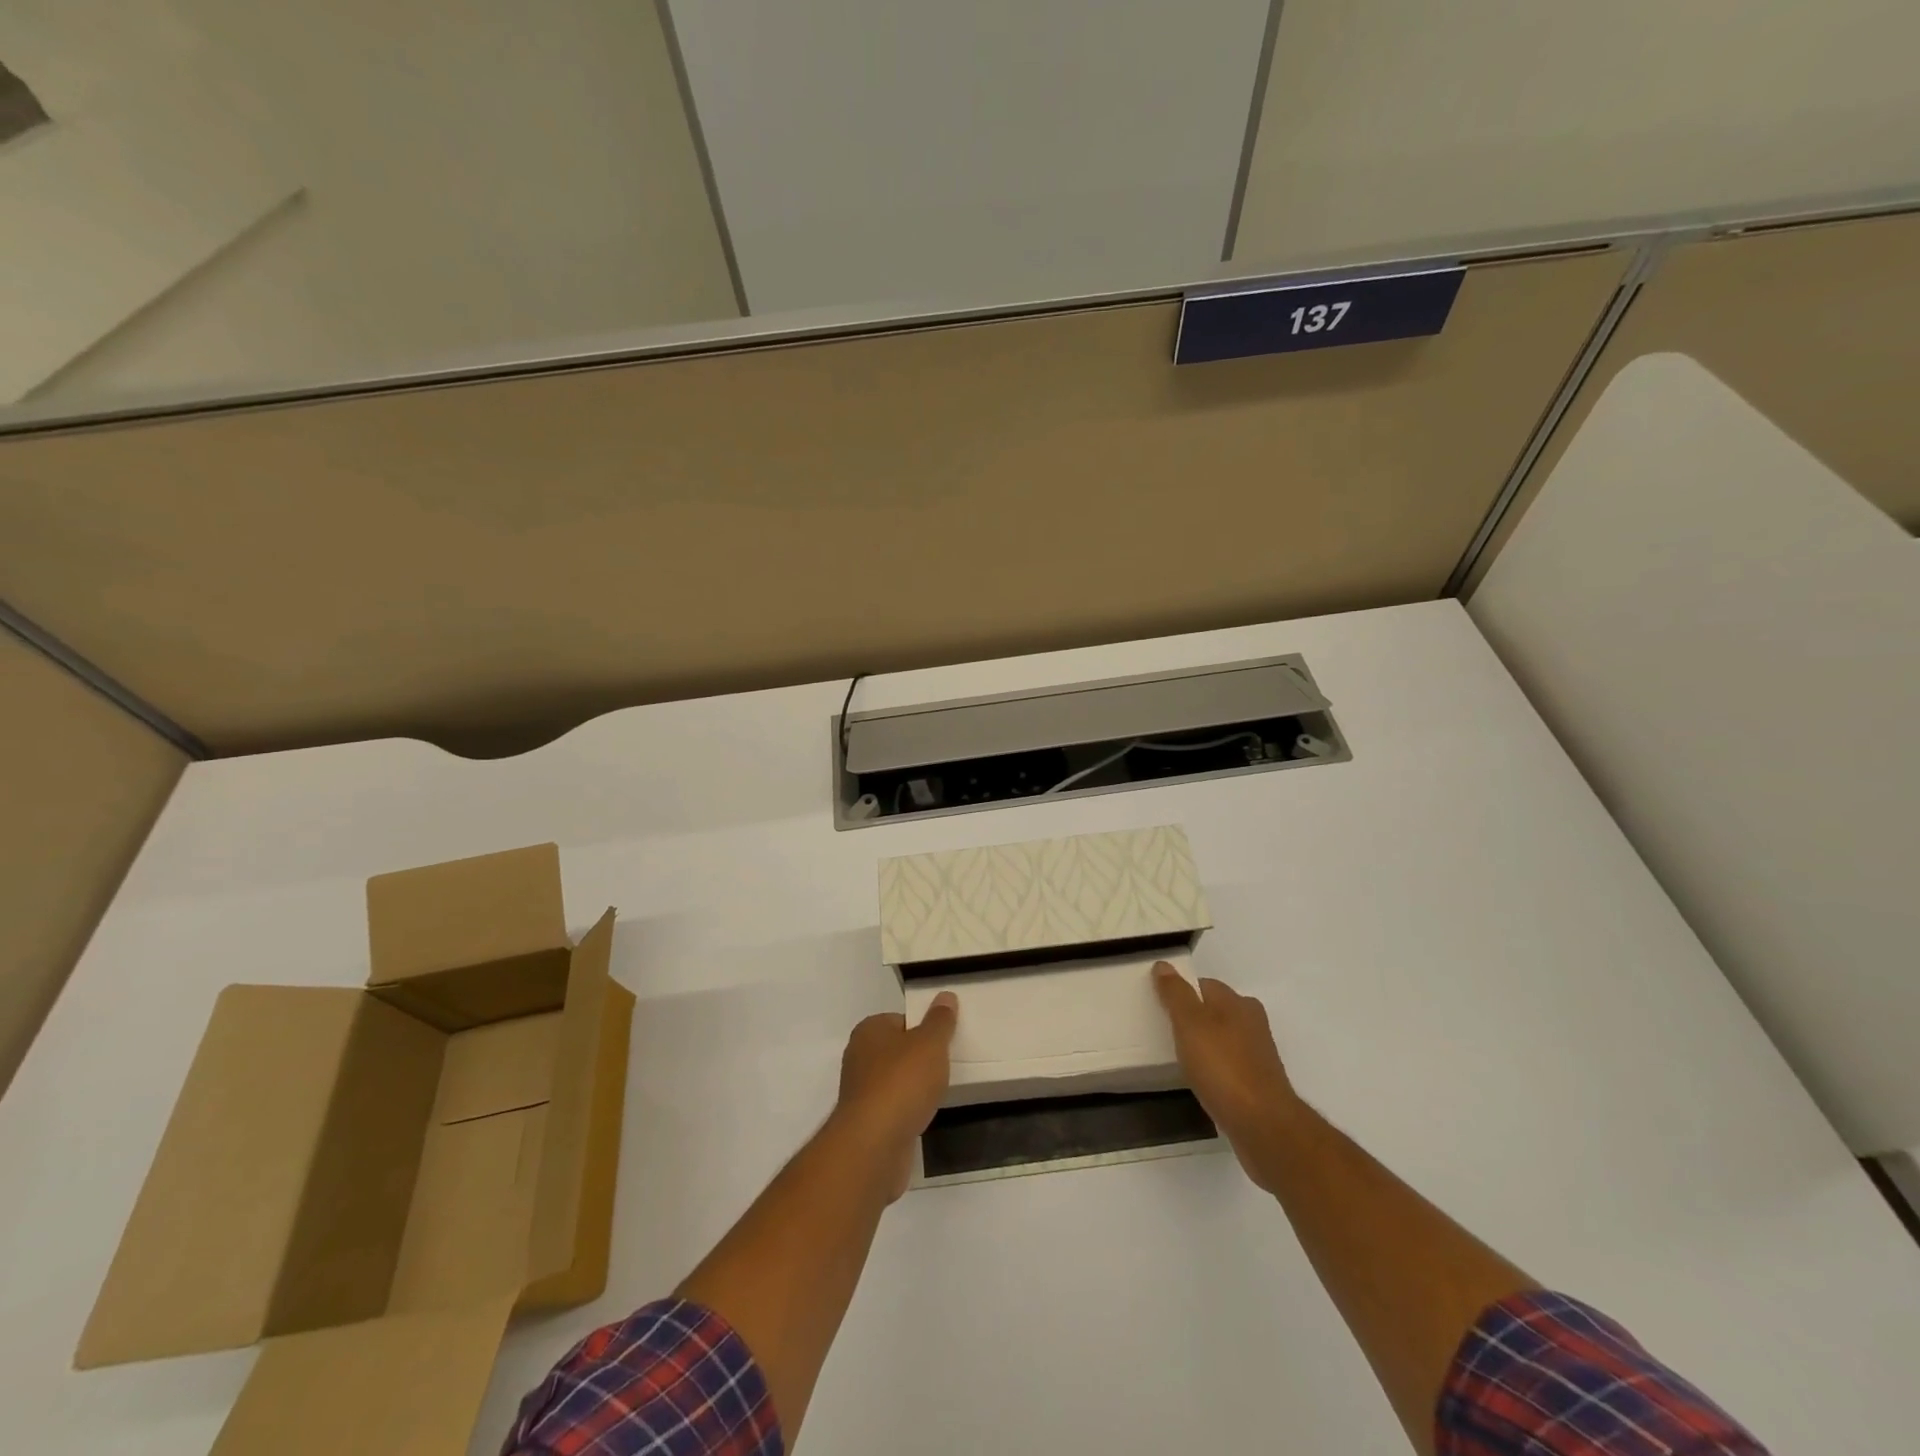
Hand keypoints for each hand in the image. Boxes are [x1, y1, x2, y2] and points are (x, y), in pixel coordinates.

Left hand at [831, 991, 957, 1200]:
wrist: (874, 1144)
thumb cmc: (902, 1082)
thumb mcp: (930, 1043)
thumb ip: (940, 1021)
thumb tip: (945, 996)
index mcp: (869, 1031)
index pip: (900, 1020)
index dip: (923, 1028)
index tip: (945, 1040)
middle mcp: (859, 1057)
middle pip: (897, 1051)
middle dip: (920, 1058)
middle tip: (947, 1064)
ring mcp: (861, 1093)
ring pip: (896, 1081)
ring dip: (914, 1087)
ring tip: (940, 1091)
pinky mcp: (867, 1123)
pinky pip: (894, 1108)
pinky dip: (909, 1110)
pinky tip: (925, 1115)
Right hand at [1153, 964, 1299, 1193]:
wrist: (1264, 1126)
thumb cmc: (1222, 1067)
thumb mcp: (1190, 1024)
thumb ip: (1176, 994)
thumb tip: (1164, 964)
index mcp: (1237, 1003)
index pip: (1204, 984)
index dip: (1181, 991)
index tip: (1159, 1005)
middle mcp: (1252, 1023)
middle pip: (1216, 1010)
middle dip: (1193, 1017)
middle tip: (1166, 1031)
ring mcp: (1258, 1055)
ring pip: (1223, 1039)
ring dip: (1205, 1044)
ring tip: (1180, 1057)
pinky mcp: (1259, 1084)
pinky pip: (1229, 1066)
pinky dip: (1215, 1069)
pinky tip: (1201, 1081)